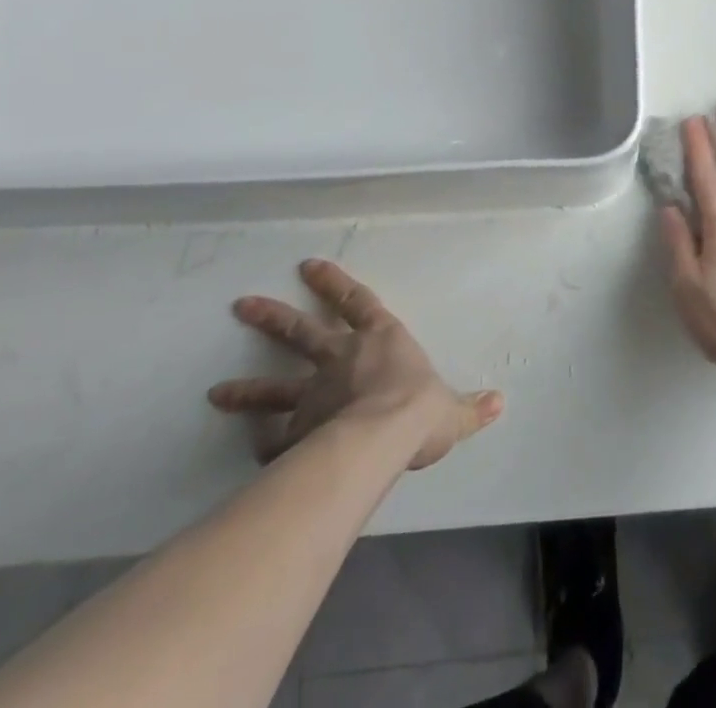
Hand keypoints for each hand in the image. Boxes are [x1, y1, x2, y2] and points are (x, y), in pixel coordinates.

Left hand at [209, 259, 502, 468]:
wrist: (382, 439)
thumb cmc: (419, 410)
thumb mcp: (452, 410)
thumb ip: (471, 408)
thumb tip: (500, 403)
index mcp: (381, 340)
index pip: (356, 301)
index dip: (332, 282)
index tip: (307, 265)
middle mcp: (342, 359)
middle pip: (302, 332)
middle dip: (272, 317)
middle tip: (241, 304)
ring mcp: (314, 395)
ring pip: (275, 388)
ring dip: (246, 388)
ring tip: (216, 392)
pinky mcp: (297, 433)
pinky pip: (275, 440)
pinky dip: (262, 444)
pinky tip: (249, 451)